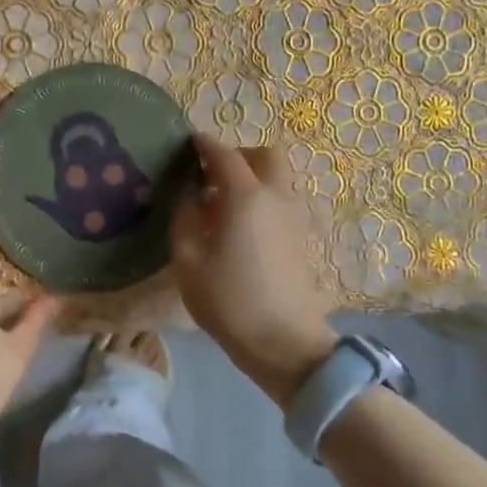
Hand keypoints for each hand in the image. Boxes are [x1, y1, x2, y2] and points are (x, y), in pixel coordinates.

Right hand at [170, 135, 336, 406]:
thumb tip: (190, 198)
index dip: (204, 145)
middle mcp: (275, 197)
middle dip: (238, 155)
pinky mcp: (302, 237)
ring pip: (278, 178)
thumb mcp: (188, 263)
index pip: (224, 155)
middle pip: (265, 156)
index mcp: (245, 197)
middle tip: (212, 173)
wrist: (285, 343)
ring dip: (253, 177)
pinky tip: (241, 227)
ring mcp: (294, 217)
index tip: (189, 143)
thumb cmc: (229, 302)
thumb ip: (184, 221)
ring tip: (223, 203)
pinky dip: (262, 198)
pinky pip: (282, 201)